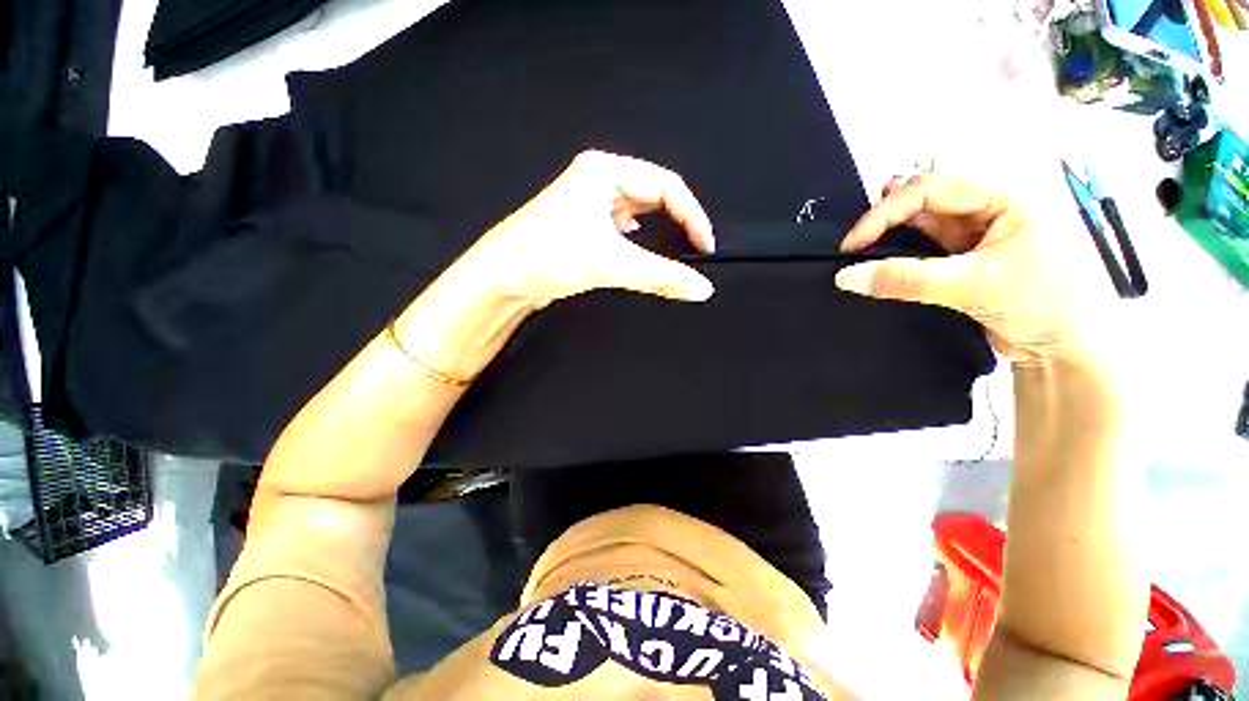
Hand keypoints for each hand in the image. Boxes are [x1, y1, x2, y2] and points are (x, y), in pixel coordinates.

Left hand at [455, 150, 716, 309]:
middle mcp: (598, 181)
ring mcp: (590, 204)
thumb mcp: (610, 263)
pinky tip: (638, 254)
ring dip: (658, 233)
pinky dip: (639, 243)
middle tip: (693, 250)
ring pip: (641, 214)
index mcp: (604, 171)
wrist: (500, 279)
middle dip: (678, 222)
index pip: (667, 185)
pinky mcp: (585, 226)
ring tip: (673, 252)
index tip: (704, 246)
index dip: (692, 215)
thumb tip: (700, 288)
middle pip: (655, 196)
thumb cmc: (544, 257)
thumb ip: (661, 276)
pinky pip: (624, 229)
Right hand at [834, 174, 1082, 361]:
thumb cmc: (1046, 305)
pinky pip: (927, 241)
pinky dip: (904, 252)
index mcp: (1007, 192)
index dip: (884, 213)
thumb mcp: (971, 286)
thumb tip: (848, 277)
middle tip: (858, 244)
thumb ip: (904, 279)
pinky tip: (888, 262)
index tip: (851, 244)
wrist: (1067, 346)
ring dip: (894, 234)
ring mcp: (981, 225)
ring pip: (923, 218)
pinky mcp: (970, 249)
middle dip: (888, 216)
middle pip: (924, 195)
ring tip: (868, 253)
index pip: (930, 187)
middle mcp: (993, 200)